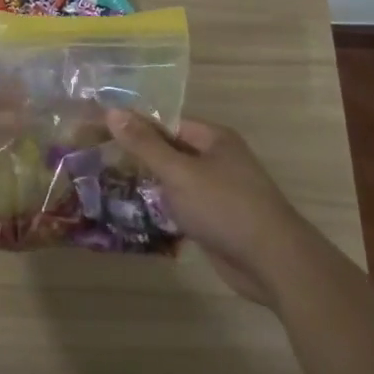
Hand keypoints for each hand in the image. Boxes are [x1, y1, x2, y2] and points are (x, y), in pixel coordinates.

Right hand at [105, 109, 322, 305]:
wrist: (273, 262)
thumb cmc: (224, 206)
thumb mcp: (179, 172)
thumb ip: (144, 144)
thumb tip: (112, 111)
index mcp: (214, 138)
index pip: (167, 123)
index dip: (136, 126)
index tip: (103, 132)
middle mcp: (219, 159)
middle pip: (172, 150)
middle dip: (141, 156)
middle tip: (101, 158)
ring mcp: (220, 191)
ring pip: (178, 180)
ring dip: (152, 184)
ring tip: (111, 183)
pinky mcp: (219, 220)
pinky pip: (186, 205)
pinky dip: (166, 207)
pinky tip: (139, 212)